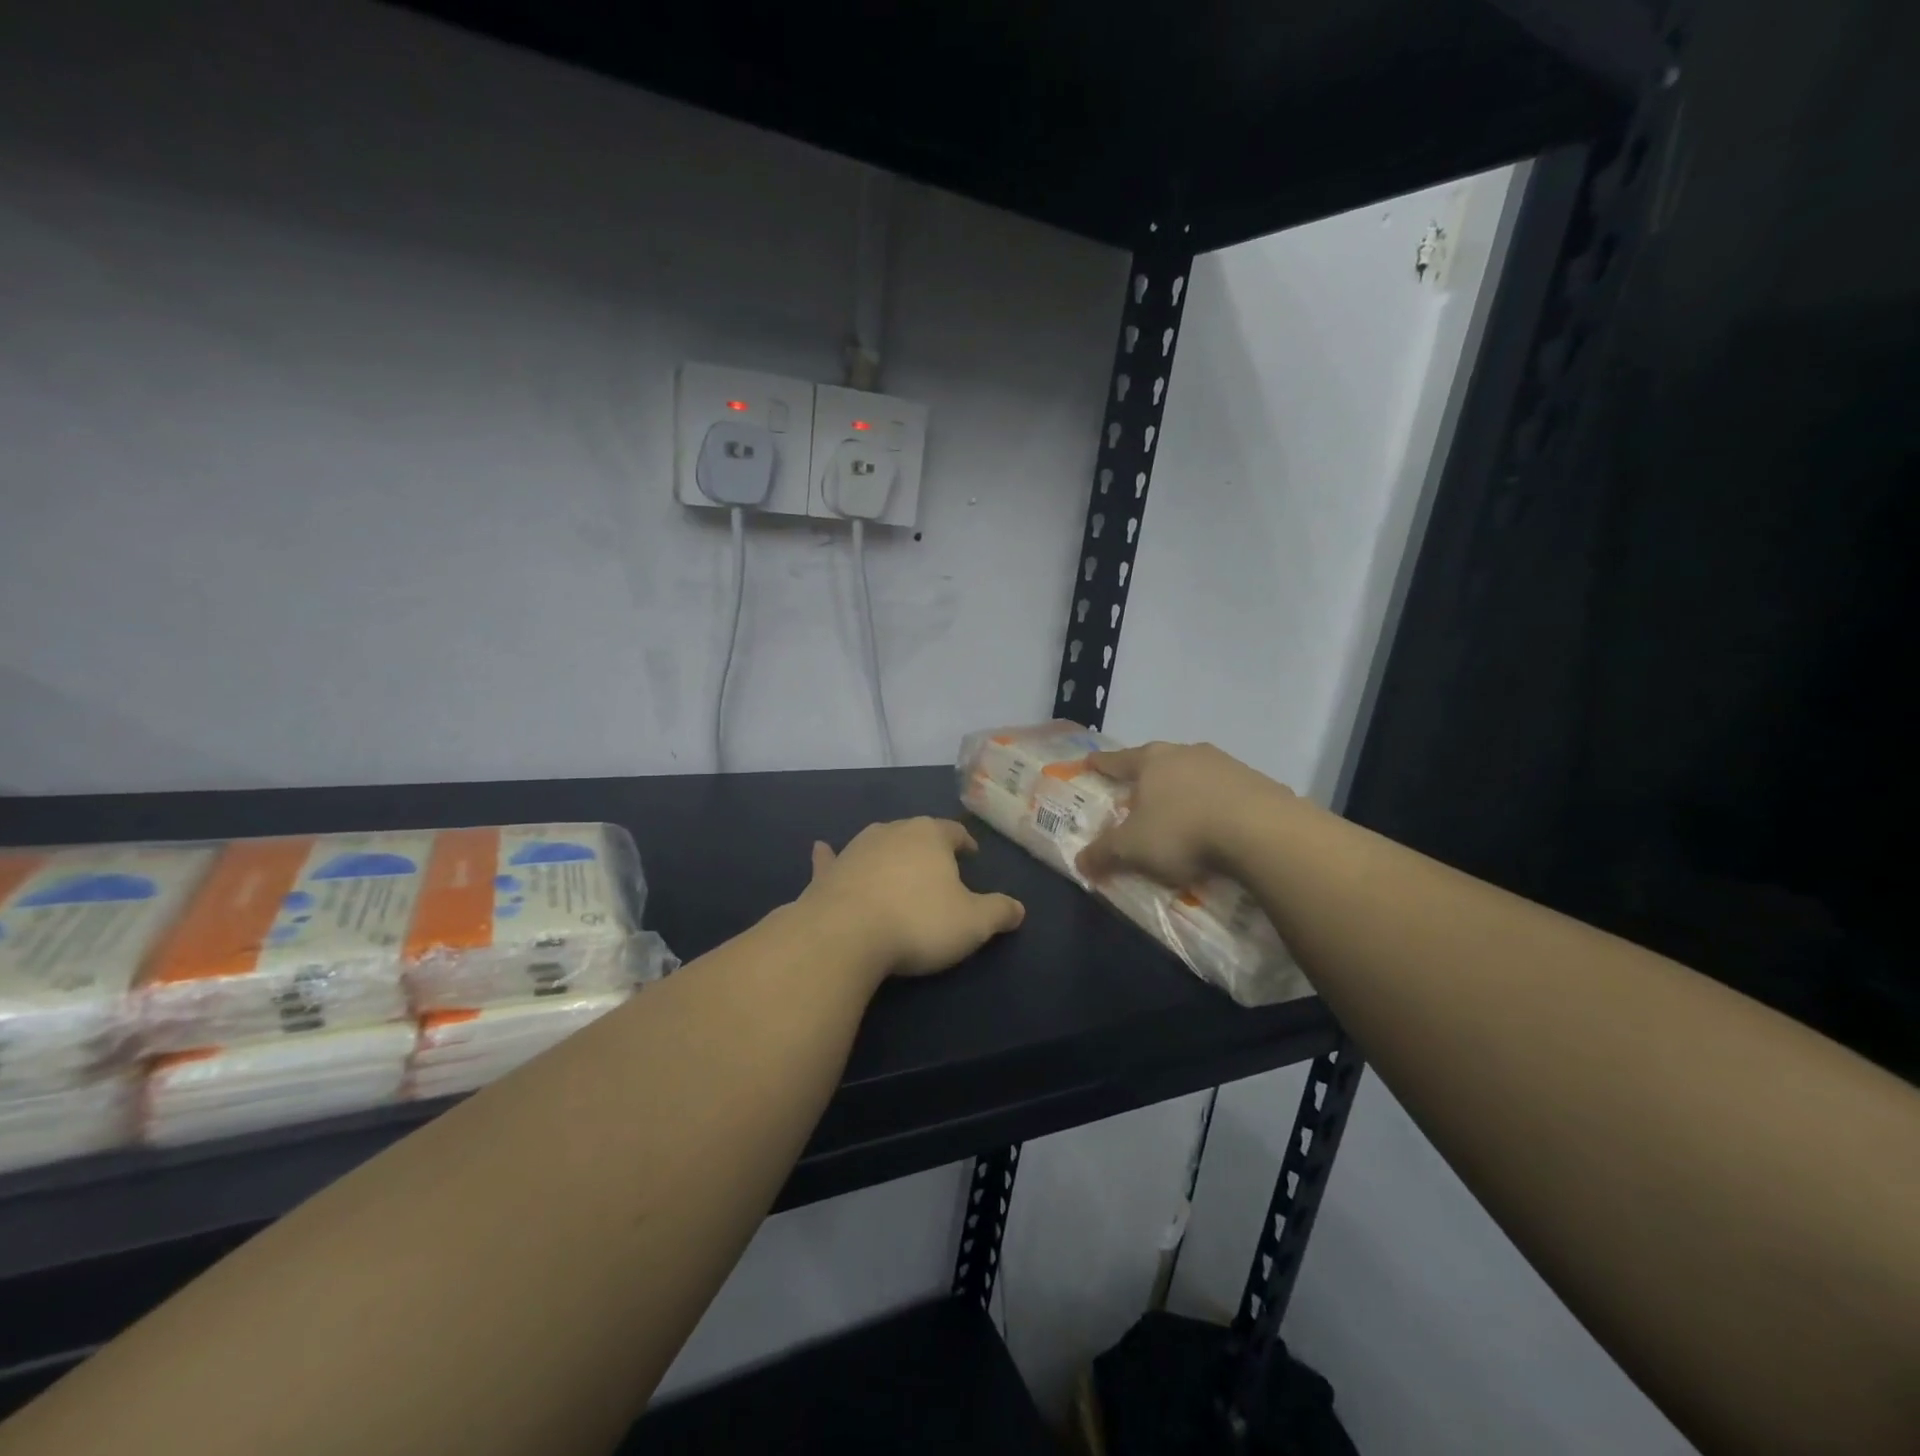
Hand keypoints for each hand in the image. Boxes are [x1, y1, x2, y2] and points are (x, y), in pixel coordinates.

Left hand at [798, 818, 1024, 979]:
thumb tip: (1019, 909)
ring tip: (897, 866)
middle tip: (938, 867)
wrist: (845, 935)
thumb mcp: (973, 923)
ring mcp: (855, 849)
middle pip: (915, 832)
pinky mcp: (828, 872)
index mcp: (930, 835)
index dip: (965, 842)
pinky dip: (830, 856)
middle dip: (927, 847)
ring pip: (877, 842)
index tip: (971, 855)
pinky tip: (821, 849)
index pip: (953, 831)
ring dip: (887, 852)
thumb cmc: (918, 922)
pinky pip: (831, 859)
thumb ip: (999, 912)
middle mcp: (891, 831)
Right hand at [1076, 741, 1292, 887]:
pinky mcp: (1257, 782)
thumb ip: (1103, 853)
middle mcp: (1186, 753)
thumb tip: (1080, 862)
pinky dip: (1215, 805)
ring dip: (1184, 791)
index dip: (1101, 763)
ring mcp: (1225, 764)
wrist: (1262, 832)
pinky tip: (1217, 826)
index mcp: (1152, 761)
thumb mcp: (1132, 849)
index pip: (1118, 760)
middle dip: (1146, 778)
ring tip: (1180, 814)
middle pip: (1158, 762)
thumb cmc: (1183, 831)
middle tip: (1137, 794)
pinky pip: (1225, 793)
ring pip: (1194, 775)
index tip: (1090, 761)